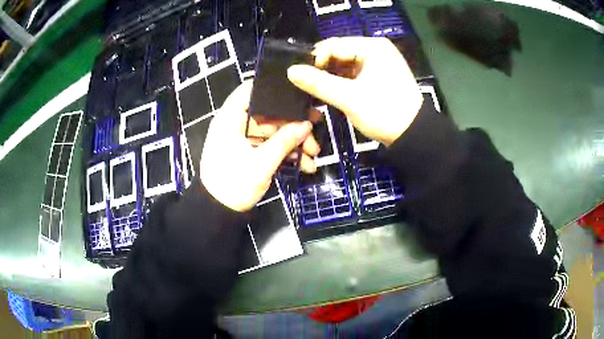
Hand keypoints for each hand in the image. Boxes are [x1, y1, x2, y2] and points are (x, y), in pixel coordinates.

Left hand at [200, 80, 317, 211]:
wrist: (218, 212)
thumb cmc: (234, 185)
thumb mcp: (261, 163)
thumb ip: (285, 141)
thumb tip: (308, 124)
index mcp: (231, 118)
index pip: (251, 90)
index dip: (274, 90)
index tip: (299, 94)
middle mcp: (236, 123)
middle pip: (269, 114)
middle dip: (293, 125)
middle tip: (315, 132)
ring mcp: (243, 138)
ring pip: (272, 131)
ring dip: (293, 142)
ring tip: (314, 155)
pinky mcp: (249, 151)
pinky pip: (269, 145)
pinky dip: (285, 153)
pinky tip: (304, 164)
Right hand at [287, 37, 422, 145]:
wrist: (413, 135)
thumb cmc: (384, 112)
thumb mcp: (349, 98)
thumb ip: (318, 83)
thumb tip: (290, 71)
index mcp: (372, 47)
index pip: (334, 45)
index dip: (315, 60)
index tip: (301, 78)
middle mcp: (376, 48)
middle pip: (339, 52)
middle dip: (322, 67)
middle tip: (306, 84)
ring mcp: (379, 61)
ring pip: (345, 62)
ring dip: (331, 74)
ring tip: (316, 89)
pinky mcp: (380, 74)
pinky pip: (354, 71)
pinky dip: (342, 80)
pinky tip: (331, 90)